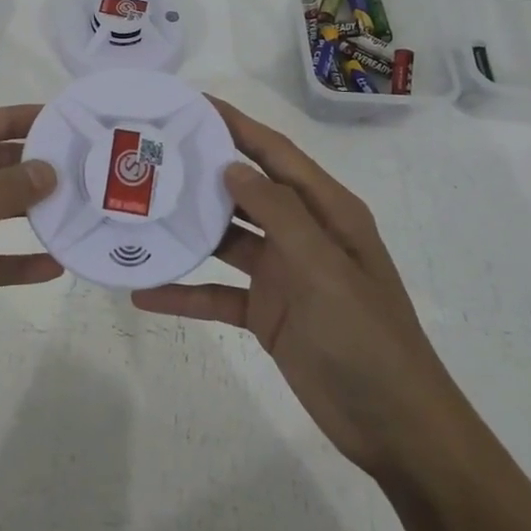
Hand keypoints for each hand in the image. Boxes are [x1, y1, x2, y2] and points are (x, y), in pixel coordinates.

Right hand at [132, 98, 459, 476]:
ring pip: (226, 240)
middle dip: (203, 172)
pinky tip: (145, 292)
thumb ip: (279, 214)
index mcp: (326, 211)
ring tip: (138, 213)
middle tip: (150, 154)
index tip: (192, 104)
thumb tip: (232, 167)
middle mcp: (302, 234)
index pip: (275, 154)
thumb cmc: (366, 337)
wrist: (393, 426)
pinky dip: (185, 292)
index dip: (237, 125)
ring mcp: (282, 275)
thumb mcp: (324, 268)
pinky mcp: (266, 314)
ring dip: (188, 230)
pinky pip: (218, 294)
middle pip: (245, 191)